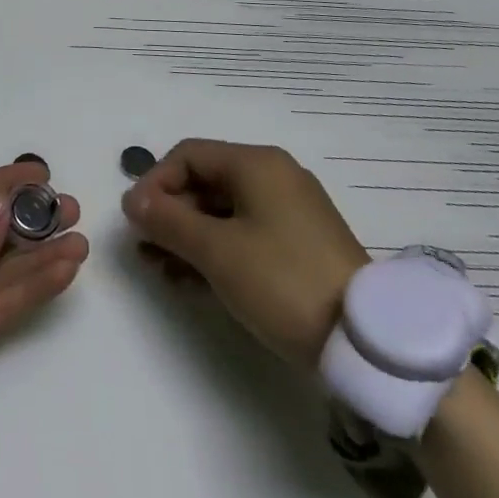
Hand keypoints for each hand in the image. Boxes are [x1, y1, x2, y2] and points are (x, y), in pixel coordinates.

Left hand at [0, 160, 87, 463]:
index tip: (42, 174)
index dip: (3, 183)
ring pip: (2, 267)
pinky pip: (1, 301)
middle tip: (72, 209)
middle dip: (29, 219)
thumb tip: (2, 209)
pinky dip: (32, 286)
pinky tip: (63, 270)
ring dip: (39, 254)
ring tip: (79, 240)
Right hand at [122, 139, 369, 368]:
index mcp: (256, 163)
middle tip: (144, 249)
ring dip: (189, 236)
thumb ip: (168, 220)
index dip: (155, 182)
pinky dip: (217, 249)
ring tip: (162, 270)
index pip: (189, 155)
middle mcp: (275, 175)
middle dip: (170, 214)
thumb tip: (132, 200)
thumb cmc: (282, 280)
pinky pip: (246, 232)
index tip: (135, 220)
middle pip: (206, 182)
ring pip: (224, 211)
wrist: (366, 342)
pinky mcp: (302, 244)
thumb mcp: (216, 251)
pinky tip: (195, 280)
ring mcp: (292, 210)